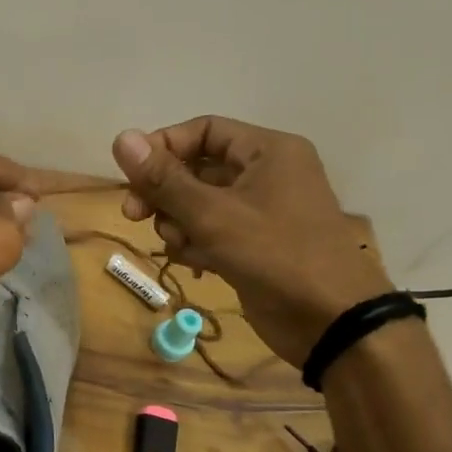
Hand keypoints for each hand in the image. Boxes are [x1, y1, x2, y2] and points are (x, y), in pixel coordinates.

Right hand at [113, 117, 390, 367]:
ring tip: (180, 246)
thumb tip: (121, 137)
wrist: (330, 321)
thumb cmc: (274, 254)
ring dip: (178, 224)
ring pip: (200, 205)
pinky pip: (212, 232)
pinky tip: (195, 265)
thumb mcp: (213, 214)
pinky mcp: (254, 246)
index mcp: (267, 151)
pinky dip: (196, 244)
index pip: (204, 130)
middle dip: (164, 193)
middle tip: (134, 215)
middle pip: (197, 169)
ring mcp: (261, 213)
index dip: (164, 147)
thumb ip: (164, 179)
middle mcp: (266, 174)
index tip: (132, 176)